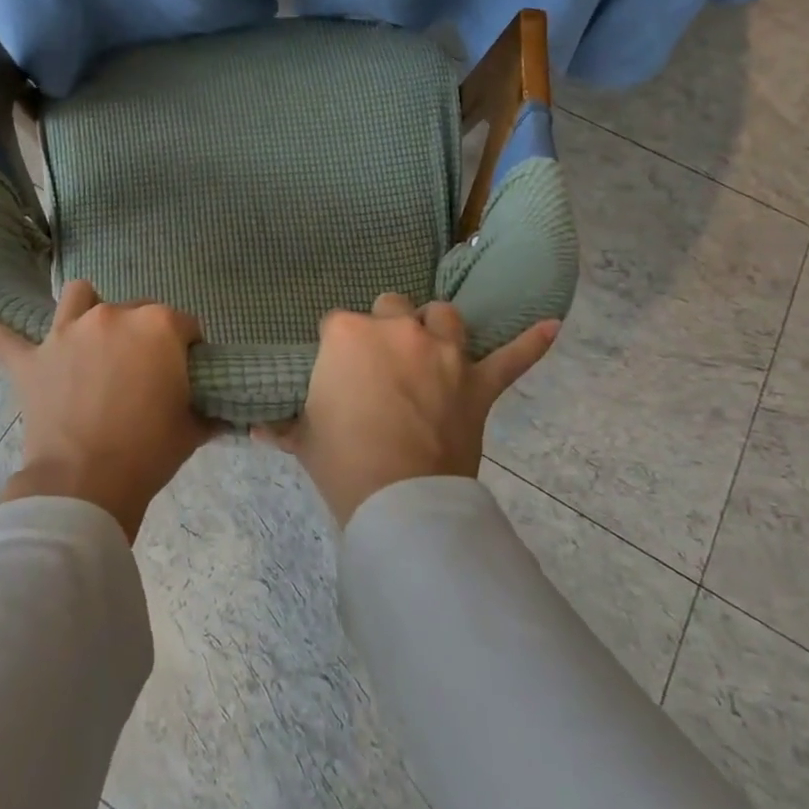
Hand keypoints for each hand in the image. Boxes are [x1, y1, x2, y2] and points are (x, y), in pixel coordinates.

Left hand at [0, 280, 210, 541]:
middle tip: (143, 376)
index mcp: (157, 326)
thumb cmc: (148, 453)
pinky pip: (0, 336)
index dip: (189, 349)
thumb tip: (220, 411)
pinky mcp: (31, 360)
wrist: (87, 487)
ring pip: (78, 297)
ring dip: (87, 310)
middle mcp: (112, 315)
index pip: (185, 325)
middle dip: (144, 336)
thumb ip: (207, 410)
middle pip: (137, 311)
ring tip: (89, 336)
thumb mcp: (192, 430)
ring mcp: (67, 333)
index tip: (187, 375)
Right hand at [256, 294, 558, 526]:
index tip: (335, 373)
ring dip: (437, 326)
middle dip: (384, 329)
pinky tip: (553, 326)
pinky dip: (532, 342)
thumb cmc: (341, 460)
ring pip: (444, 316)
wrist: (398, 500)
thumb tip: (256, 427)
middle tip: (380, 365)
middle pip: (390, 308)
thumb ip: (280, 426)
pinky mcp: (478, 383)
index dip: (335, 348)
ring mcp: (444, 353)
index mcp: (348, 335)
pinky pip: (512, 357)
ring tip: (432, 344)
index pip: (336, 323)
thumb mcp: (303, 439)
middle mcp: (398, 330)